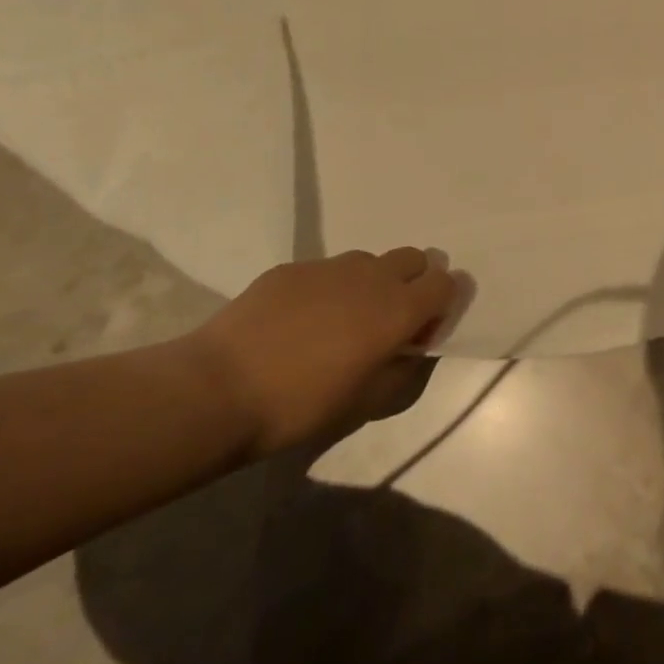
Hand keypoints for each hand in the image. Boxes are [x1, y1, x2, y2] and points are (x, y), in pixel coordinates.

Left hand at [187, 248, 455, 456]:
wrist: (217, 390)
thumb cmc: (302, 405)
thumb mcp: (368, 403)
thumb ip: (403, 369)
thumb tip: (412, 349)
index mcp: (399, 309)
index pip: (446, 282)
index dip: (443, 303)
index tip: (421, 332)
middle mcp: (372, 277)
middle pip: (414, 258)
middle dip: (413, 282)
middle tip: (388, 321)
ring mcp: (330, 267)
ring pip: (369, 261)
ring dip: (370, 284)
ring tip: (340, 321)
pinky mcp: (291, 268)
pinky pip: (326, 270)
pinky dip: (327, 289)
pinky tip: (298, 322)